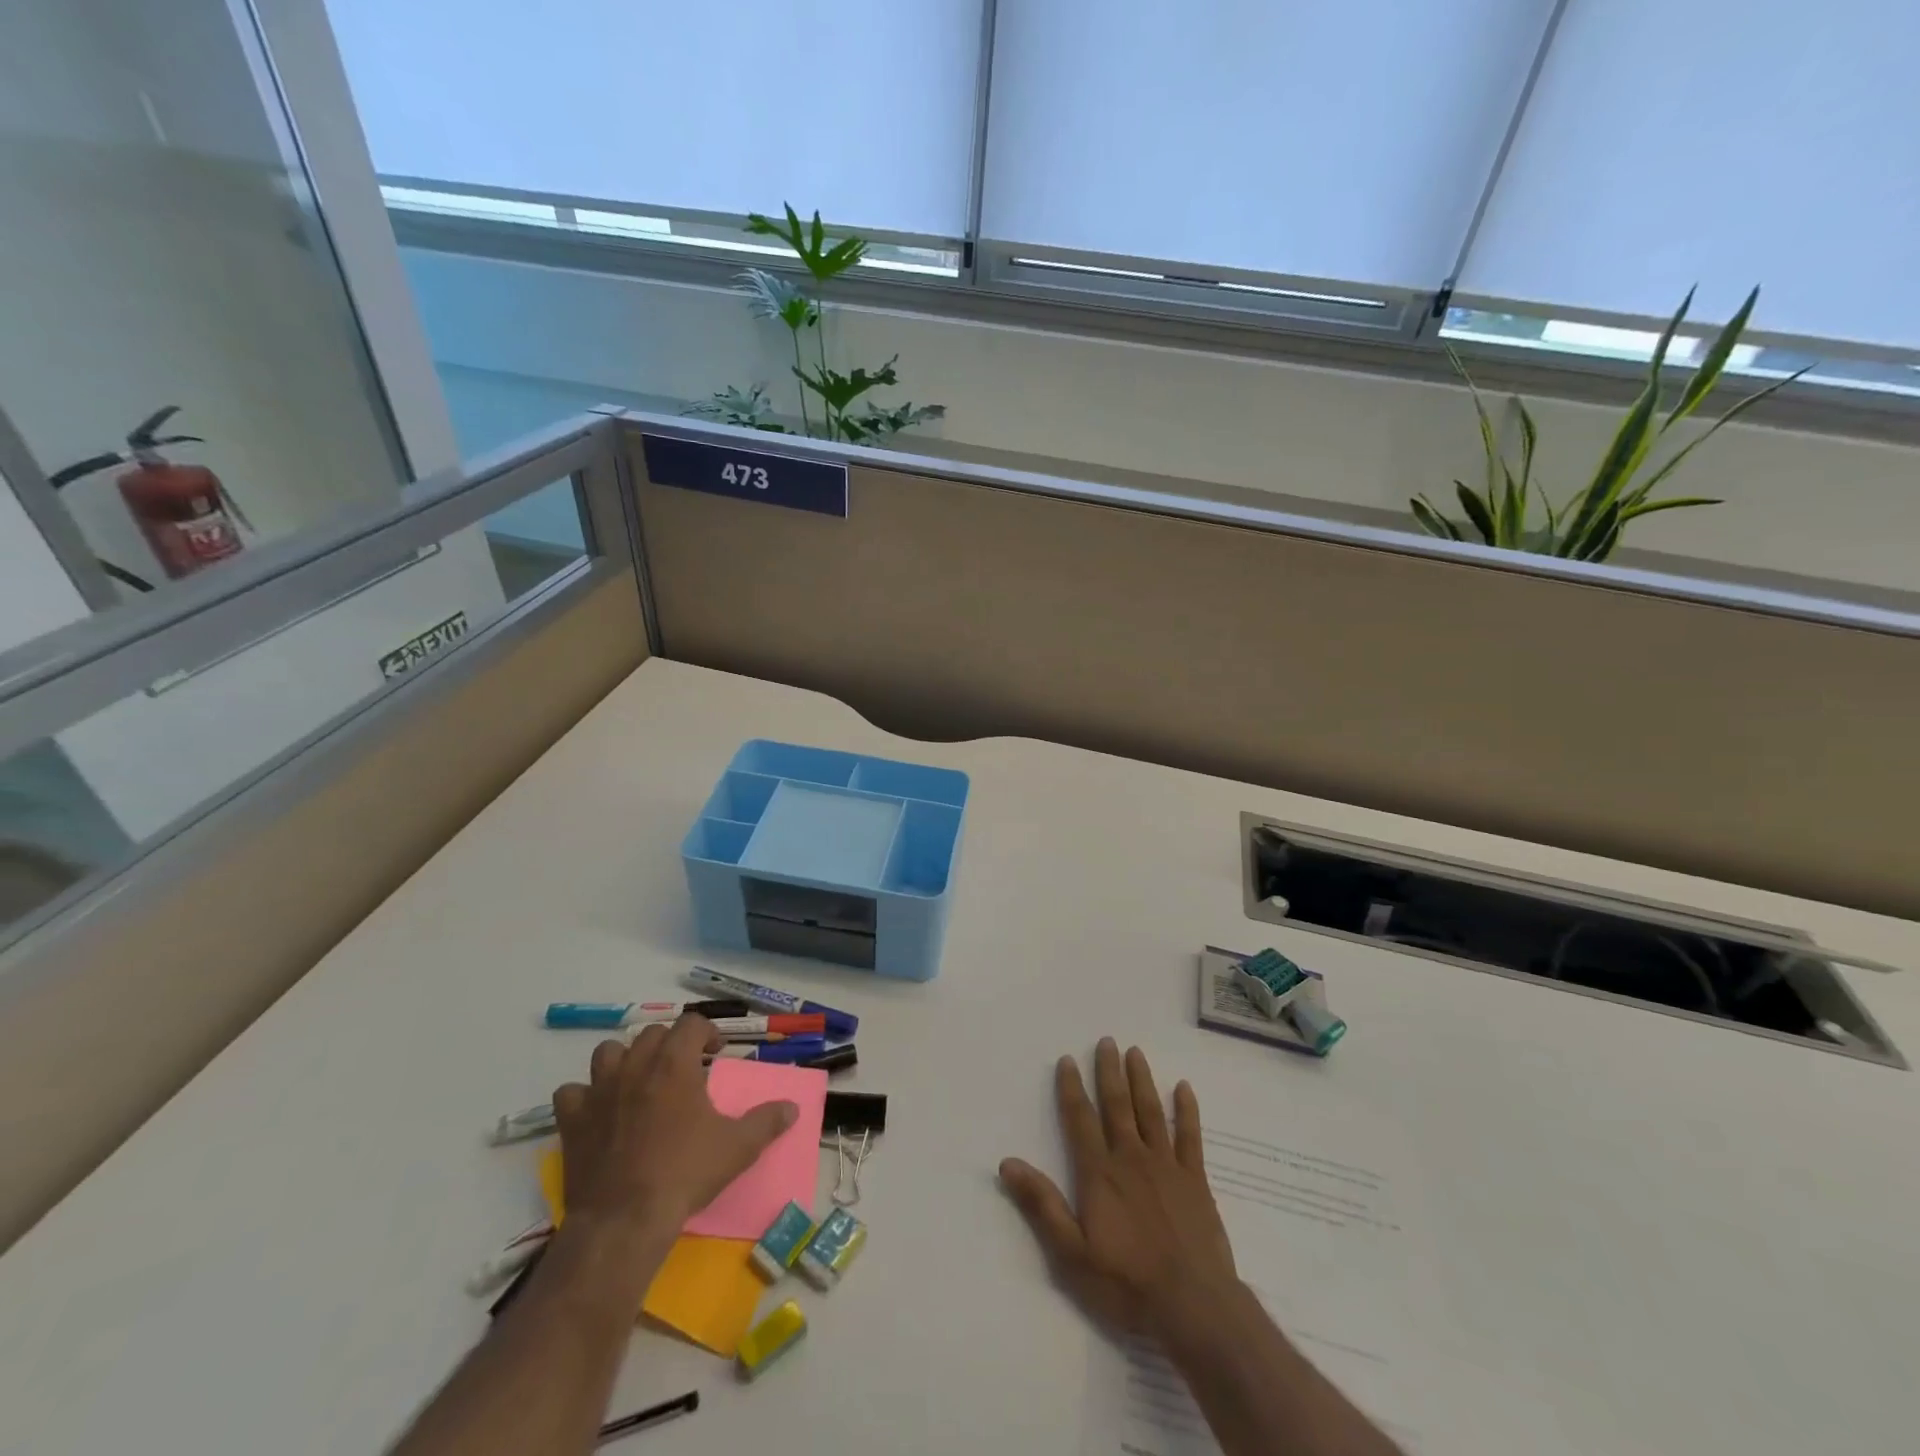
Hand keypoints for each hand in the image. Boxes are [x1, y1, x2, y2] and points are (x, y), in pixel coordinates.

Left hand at [552, 1014, 797, 1234]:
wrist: (625, 1220)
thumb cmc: (686, 1174)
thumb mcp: (738, 1147)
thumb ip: (767, 1122)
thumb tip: (792, 1108)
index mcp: (675, 1063)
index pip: (692, 1023)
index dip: (707, 1033)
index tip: (716, 1054)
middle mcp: (636, 1066)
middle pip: (652, 1034)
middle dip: (670, 1044)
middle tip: (683, 1070)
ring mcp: (599, 1091)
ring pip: (608, 1052)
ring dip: (624, 1060)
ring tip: (638, 1082)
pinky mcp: (572, 1120)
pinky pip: (571, 1093)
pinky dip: (583, 1097)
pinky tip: (598, 1112)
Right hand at [999, 1038, 1237, 1336]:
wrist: (1193, 1306)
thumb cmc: (1126, 1284)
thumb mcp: (1071, 1254)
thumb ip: (1042, 1205)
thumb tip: (1008, 1163)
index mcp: (1099, 1173)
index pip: (1081, 1119)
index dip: (1072, 1088)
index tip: (1068, 1060)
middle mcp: (1131, 1158)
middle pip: (1117, 1105)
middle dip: (1109, 1071)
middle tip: (1106, 1040)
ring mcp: (1166, 1165)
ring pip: (1151, 1111)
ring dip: (1142, 1080)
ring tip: (1135, 1052)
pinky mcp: (1195, 1180)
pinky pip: (1190, 1136)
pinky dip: (1187, 1111)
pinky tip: (1184, 1088)